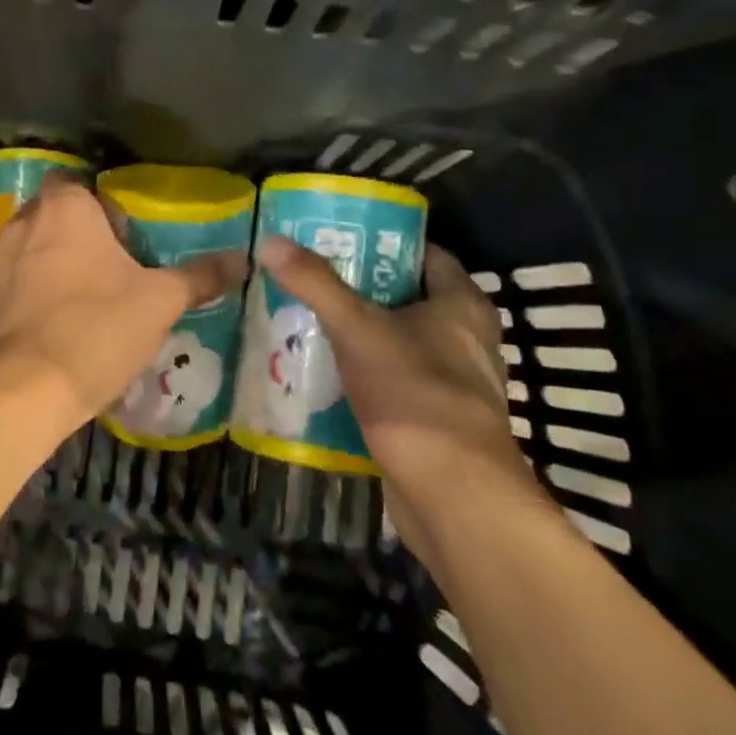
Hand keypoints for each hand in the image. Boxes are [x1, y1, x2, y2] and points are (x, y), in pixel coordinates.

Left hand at [0, 176, 246, 436]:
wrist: (25, 390)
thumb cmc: (96, 329)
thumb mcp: (159, 302)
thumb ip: (198, 276)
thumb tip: (242, 258)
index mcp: (64, 209)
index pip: (74, 180)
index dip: (96, 201)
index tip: (120, 230)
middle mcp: (22, 224)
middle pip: (50, 212)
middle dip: (75, 231)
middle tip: (108, 263)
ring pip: (28, 247)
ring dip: (49, 261)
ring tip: (82, 294)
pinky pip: (12, 282)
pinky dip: (29, 292)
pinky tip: (53, 322)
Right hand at [256, 237, 544, 548]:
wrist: (452, 496)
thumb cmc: (414, 396)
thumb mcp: (358, 329)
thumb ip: (316, 284)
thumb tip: (271, 241)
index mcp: (462, 305)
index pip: (424, 253)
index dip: (381, 242)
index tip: (335, 237)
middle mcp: (464, 338)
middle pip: (405, 297)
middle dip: (357, 288)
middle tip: (306, 277)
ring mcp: (451, 382)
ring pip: (396, 341)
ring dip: (356, 333)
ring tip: (303, 320)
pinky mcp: (433, 419)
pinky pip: (391, 381)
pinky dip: (361, 373)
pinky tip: (320, 373)